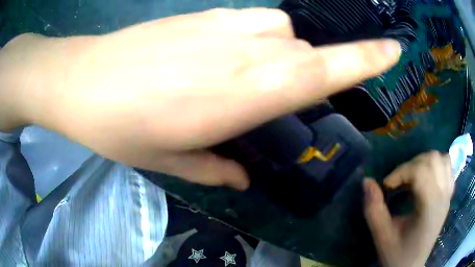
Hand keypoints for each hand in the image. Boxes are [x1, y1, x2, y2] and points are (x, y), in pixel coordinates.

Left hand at [0, 8, 400, 188]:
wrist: (98, 85)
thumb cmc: (130, 126)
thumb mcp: (173, 159)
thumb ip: (214, 169)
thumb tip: (241, 178)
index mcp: (256, 90)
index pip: (332, 68)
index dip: (370, 57)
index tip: (394, 48)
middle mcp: (250, 46)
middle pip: (302, 52)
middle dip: (298, 73)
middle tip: (261, 97)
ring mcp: (221, 21)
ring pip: (276, 29)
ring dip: (274, 50)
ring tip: (237, 75)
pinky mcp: (199, 14)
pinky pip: (241, 20)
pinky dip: (243, 37)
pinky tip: (210, 55)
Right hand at [363, 151, 453, 266]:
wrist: (412, 266)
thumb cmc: (398, 255)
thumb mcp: (382, 236)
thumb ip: (374, 209)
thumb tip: (367, 181)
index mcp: (430, 208)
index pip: (420, 171)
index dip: (401, 172)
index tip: (387, 186)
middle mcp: (443, 196)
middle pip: (432, 159)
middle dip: (412, 164)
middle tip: (399, 181)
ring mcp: (448, 194)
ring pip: (442, 158)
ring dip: (425, 161)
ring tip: (413, 177)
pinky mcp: (449, 195)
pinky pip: (448, 167)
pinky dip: (437, 164)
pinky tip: (428, 176)